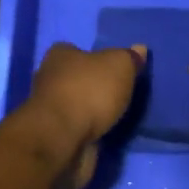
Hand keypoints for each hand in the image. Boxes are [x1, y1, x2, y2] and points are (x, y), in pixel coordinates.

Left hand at [18, 42, 147, 188]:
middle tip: (117, 93)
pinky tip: (104, 136)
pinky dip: (86, 133)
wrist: (62, 140)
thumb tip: (139, 49)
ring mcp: (48, 112)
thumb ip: (129, 58)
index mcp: (59, 56)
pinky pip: (74, 130)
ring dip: (89, 112)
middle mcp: (49, 80)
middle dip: (91, 86)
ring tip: (116, 117)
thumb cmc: (88, 92)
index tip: (111, 68)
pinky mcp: (52, 137)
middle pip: (73, 78)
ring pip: (73, 106)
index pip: (73, 50)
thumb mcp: (118, 66)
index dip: (92, 57)